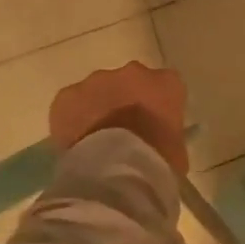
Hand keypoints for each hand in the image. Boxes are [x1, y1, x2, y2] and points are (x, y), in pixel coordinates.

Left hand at [48, 61, 189, 173]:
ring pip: (98, 90)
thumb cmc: (157, 163)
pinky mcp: (68, 95)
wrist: (116, 170)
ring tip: (95, 141)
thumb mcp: (176, 151)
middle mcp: (134, 72)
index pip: (165, 88)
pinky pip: (70, 104)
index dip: (156, 108)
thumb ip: (166, 135)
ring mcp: (98, 80)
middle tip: (121, 134)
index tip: (151, 128)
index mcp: (167, 83)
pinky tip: (75, 143)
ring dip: (98, 108)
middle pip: (129, 83)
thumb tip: (156, 143)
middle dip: (125, 102)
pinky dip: (71, 120)